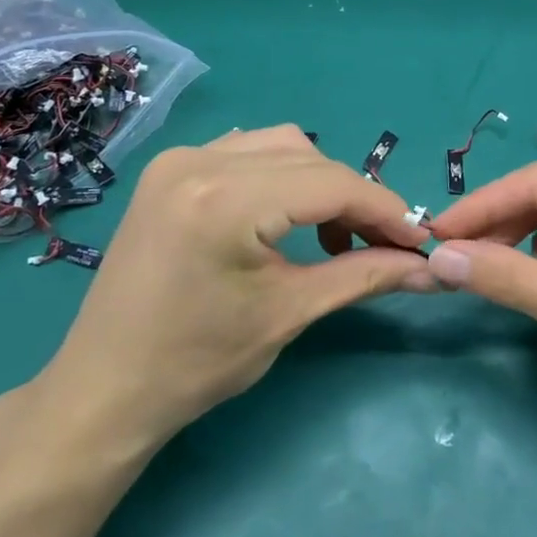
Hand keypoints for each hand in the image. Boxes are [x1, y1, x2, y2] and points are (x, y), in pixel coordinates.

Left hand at [39, 125, 429, 447]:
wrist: (106, 389)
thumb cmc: (197, 363)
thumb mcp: (289, 313)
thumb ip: (364, 275)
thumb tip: (431, 268)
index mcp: (225, 199)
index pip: (331, 184)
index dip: (384, 210)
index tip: (419, 241)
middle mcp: (199, 161)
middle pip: (310, 159)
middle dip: (355, 199)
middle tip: (382, 246)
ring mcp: (178, 159)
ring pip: (281, 147)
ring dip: (319, 183)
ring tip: (334, 236)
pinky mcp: (169, 170)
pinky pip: (246, 151)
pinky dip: (281, 176)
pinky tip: (287, 217)